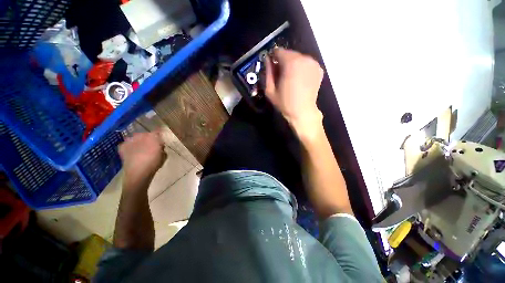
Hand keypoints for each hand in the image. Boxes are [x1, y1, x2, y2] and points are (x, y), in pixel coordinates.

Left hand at [119, 132, 165, 187]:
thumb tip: (159, 145)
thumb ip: (162, 147)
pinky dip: (130, 145)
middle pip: (146, 134)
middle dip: (148, 138)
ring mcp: (130, 140)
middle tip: (151, 145)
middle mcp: (141, 135)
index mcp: (153, 137)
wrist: (138, 172)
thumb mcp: (164, 155)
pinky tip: (132, 152)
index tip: (160, 139)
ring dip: (138, 141)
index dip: (159, 134)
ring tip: (141, 149)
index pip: (157, 131)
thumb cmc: (154, 163)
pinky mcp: (122, 146)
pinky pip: (127, 143)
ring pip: (136, 138)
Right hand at [265, 48, 323, 136]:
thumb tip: (267, 60)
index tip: (272, 67)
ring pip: (298, 58)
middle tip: (280, 75)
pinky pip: (306, 64)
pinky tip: (299, 80)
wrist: (302, 112)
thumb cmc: (285, 103)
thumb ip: (268, 72)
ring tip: (290, 79)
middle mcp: (304, 59)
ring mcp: (313, 63)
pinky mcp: (319, 69)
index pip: (278, 51)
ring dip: (292, 65)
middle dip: (283, 62)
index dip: (273, 58)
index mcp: (291, 63)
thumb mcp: (270, 90)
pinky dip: (301, 68)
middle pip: (289, 53)